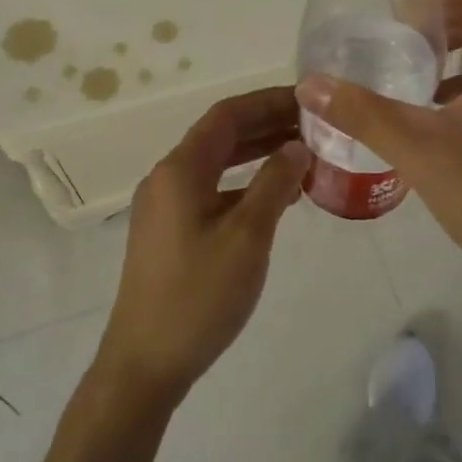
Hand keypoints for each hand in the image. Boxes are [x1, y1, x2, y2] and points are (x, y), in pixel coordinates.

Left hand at [96, 87, 310, 407]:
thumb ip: (273, 184)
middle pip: (220, 136)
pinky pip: (211, 191)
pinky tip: (275, 197)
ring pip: (217, 165)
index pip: (227, 115)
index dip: (268, 101)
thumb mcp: (247, 237)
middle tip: (316, 126)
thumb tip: (297, 146)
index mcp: (181, 170)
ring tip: (304, 154)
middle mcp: (167, 179)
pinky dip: (243, 185)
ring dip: (257, 154)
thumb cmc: (199, 296)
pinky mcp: (169, 232)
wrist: (146, 362)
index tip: (310, 100)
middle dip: (267, 125)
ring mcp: (165, 206)